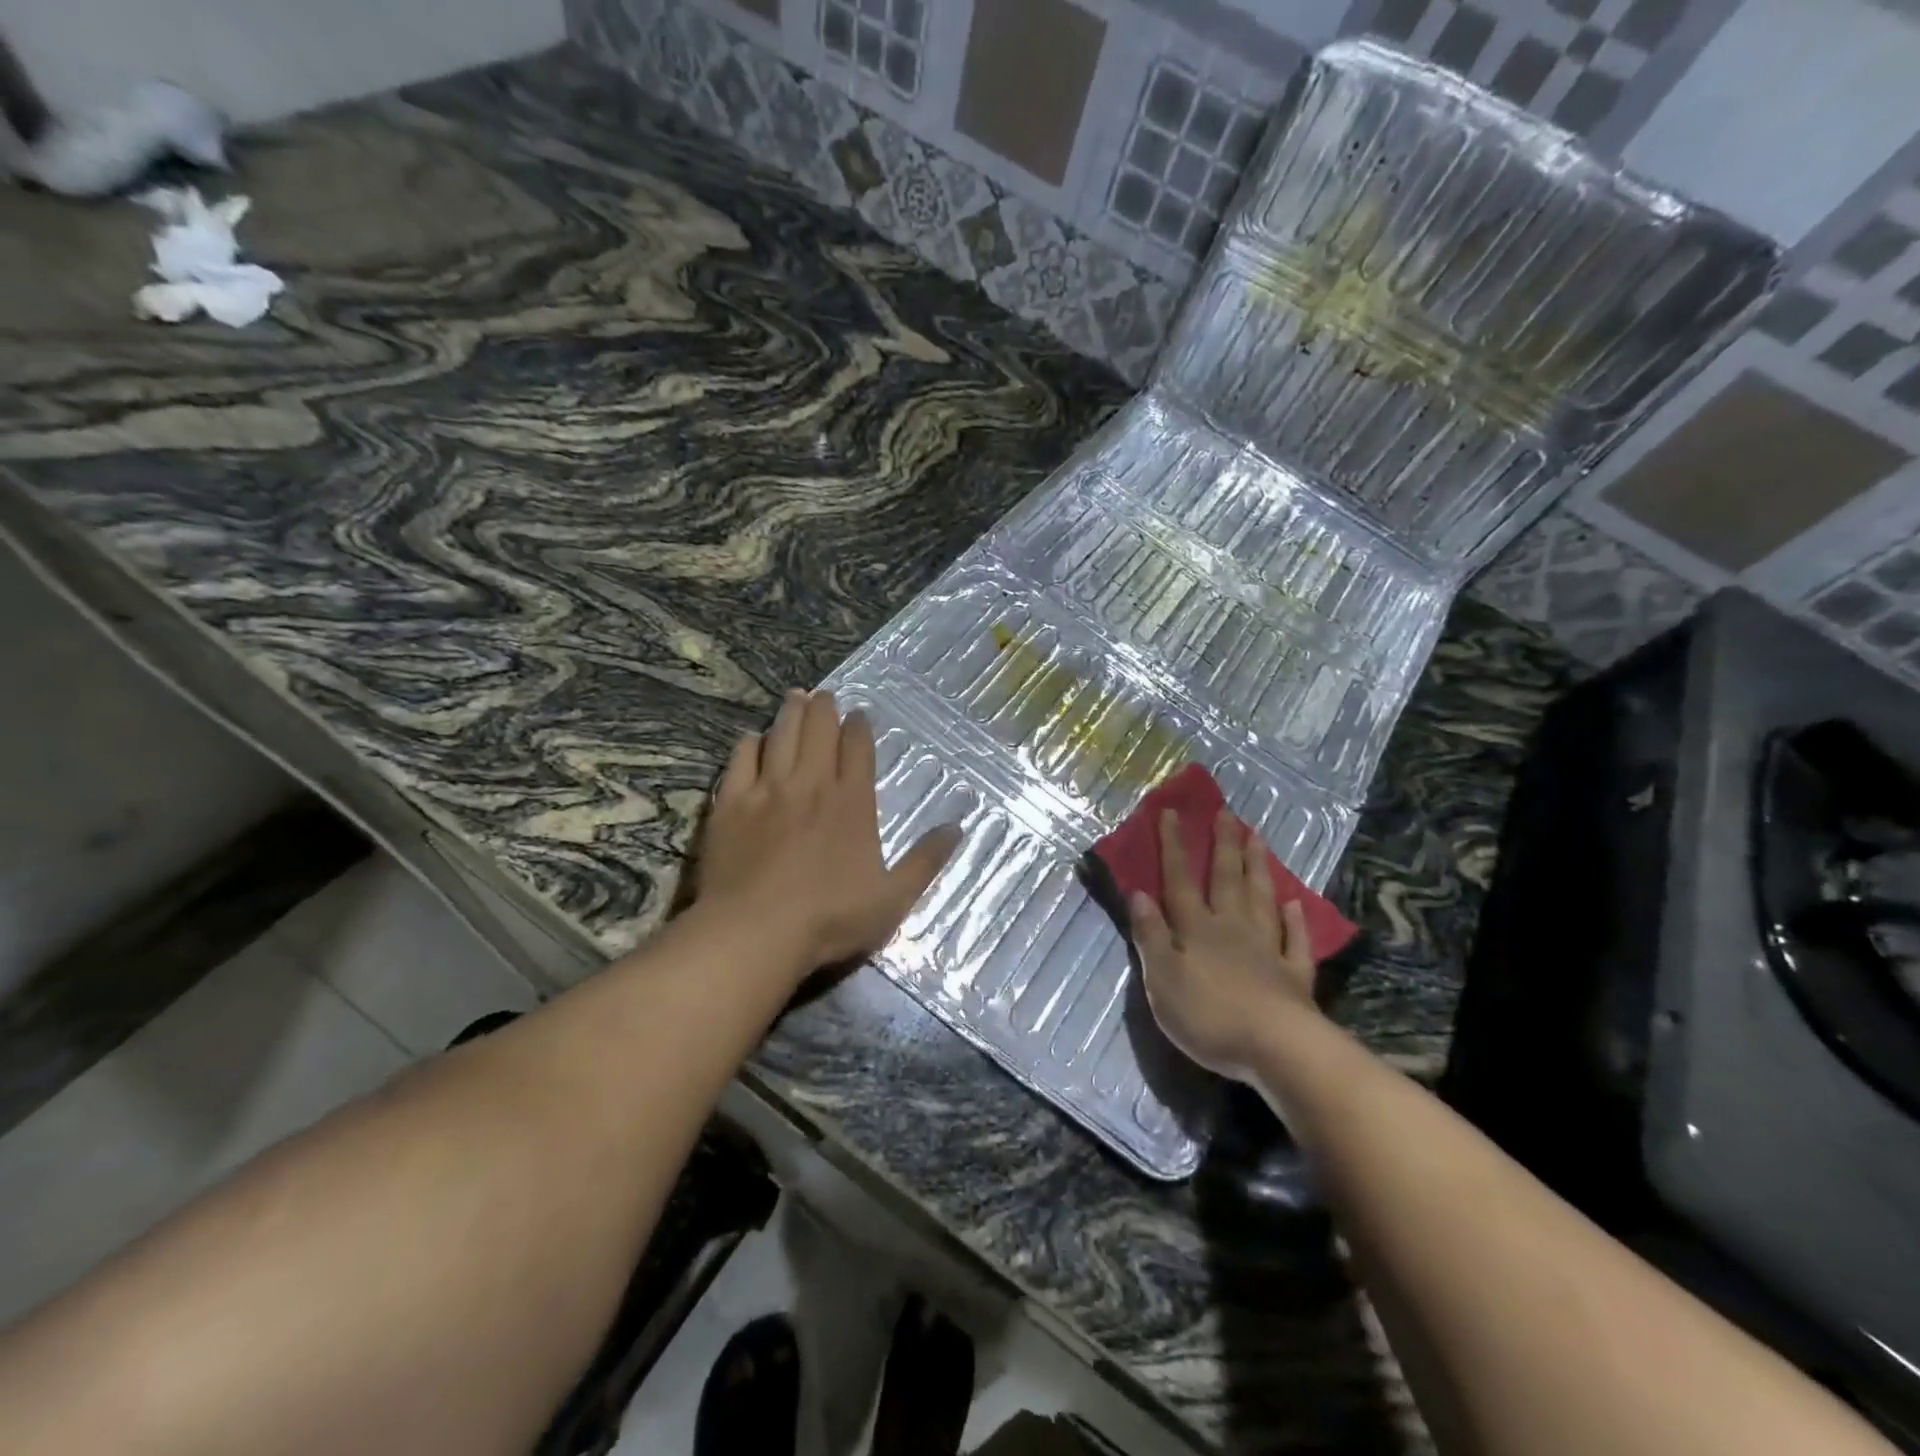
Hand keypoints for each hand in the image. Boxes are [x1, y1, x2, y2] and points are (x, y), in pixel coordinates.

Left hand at [699, 689, 961, 973]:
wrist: (755, 931)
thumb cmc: (830, 918)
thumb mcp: (893, 898)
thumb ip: (926, 860)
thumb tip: (957, 827)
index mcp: (852, 802)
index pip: (857, 748)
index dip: (859, 727)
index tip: (859, 714)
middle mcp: (811, 784)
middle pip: (818, 731)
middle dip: (824, 709)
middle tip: (824, 695)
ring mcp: (767, 791)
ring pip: (781, 736)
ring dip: (790, 713)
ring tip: (795, 697)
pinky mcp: (731, 804)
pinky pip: (741, 760)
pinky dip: (750, 743)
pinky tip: (753, 738)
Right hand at [1129, 808, 1318, 1079]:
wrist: (1277, 1049)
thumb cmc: (1209, 1016)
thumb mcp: (1162, 979)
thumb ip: (1151, 935)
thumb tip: (1138, 893)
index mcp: (1196, 929)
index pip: (1180, 880)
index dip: (1174, 847)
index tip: (1172, 812)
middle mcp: (1232, 929)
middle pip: (1227, 880)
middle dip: (1224, 845)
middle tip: (1227, 812)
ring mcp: (1267, 949)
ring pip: (1261, 899)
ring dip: (1258, 867)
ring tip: (1258, 838)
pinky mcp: (1294, 975)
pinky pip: (1295, 940)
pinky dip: (1296, 921)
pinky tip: (1296, 904)